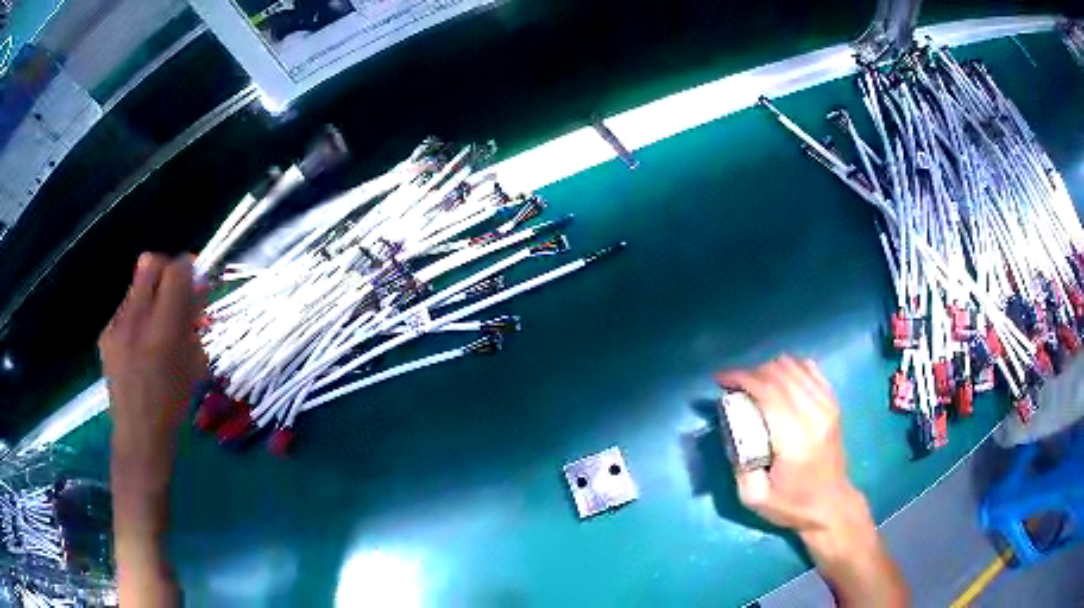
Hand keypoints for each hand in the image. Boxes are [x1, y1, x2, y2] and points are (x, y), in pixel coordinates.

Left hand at [99, 253, 207, 531]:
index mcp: (161, 333)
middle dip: (166, 270)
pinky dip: (137, 315)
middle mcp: (134, 321)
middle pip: (149, 263)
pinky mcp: (105, 334)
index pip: (175, 273)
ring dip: (151, 295)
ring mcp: (115, 326)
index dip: (188, 268)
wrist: (138, 437)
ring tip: (157, 325)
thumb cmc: (172, 406)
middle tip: (175, 292)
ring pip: (136, 285)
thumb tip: (198, 289)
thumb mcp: (192, 366)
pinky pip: (125, 308)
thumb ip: (193, 323)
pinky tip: (140, 343)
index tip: (196, 278)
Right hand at [717, 357, 908, 606]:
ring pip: (794, 366)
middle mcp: (814, 414)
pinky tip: (780, 381)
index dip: (741, 378)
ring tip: (754, 384)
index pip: (767, 391)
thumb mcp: (754, 497)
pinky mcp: (833, 403)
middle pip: (779, 373)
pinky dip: (791, 368)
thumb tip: (730, 428)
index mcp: (795, 438)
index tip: (720, 379)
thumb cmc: (792, 505)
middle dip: (751, 372)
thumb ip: (738, 462)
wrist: (831, 506)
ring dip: (769, 369)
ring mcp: (827, 405)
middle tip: (733, 385)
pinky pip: (810, 369)